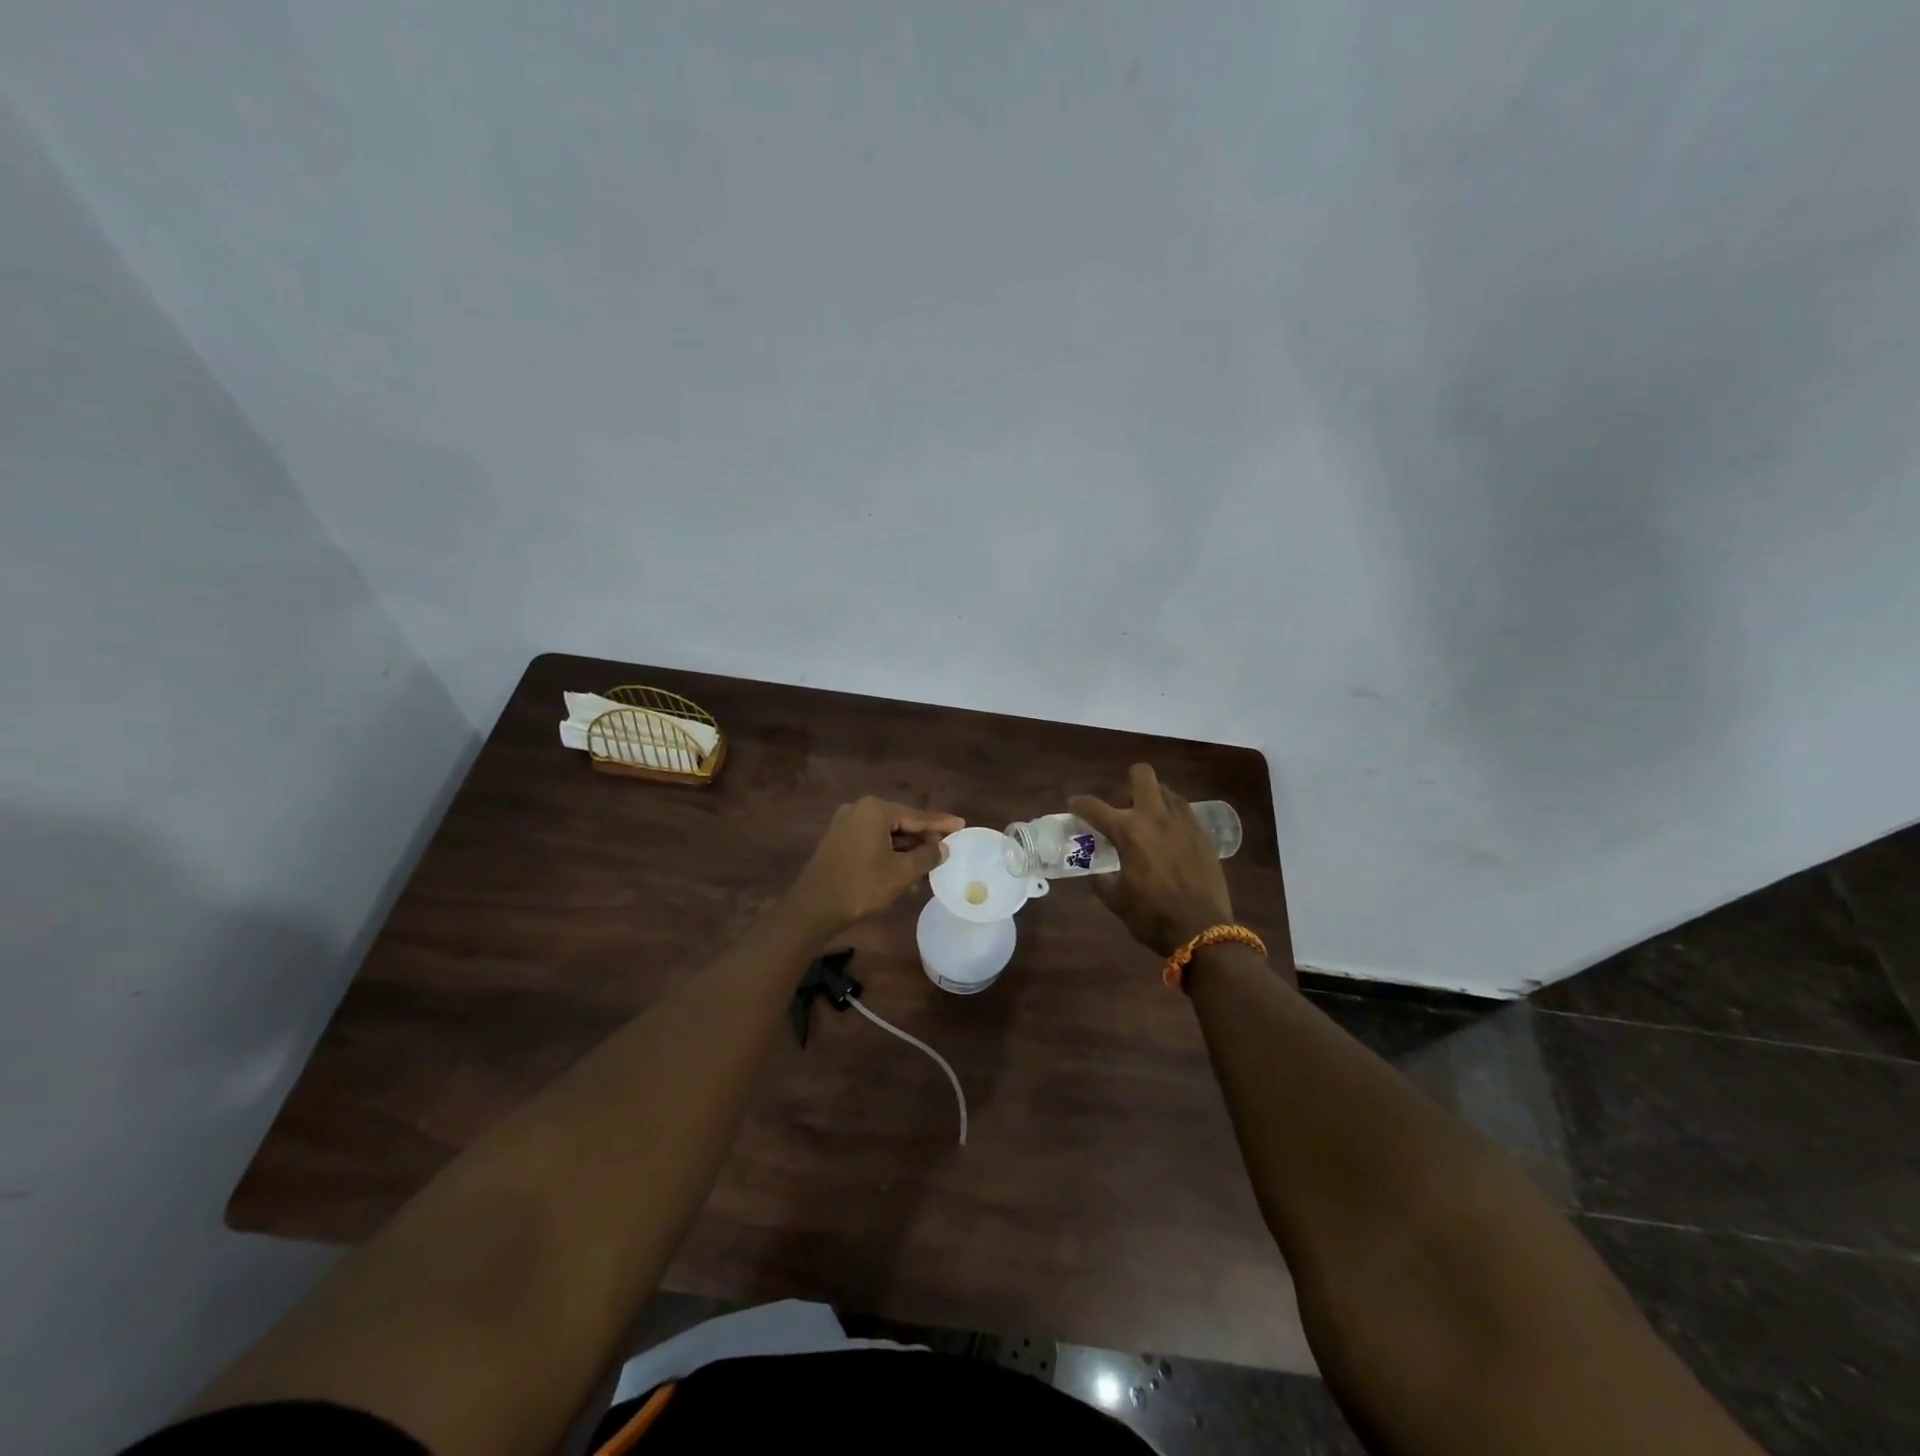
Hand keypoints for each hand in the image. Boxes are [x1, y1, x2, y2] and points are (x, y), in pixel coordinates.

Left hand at [788, 797, 965, 934]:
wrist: (814, 907)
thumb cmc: (862, 886)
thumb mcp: (901, 872)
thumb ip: (927, 855)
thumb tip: (943, 847)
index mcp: (875, 810)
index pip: (917, 816)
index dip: (941, 823)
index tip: (961, 824)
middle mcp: (859, 809)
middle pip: (901, 823)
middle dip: (923, 839)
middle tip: (946, 850)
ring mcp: (845, 824)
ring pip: (887, 834)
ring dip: (907, 850)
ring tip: (929, 867)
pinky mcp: (838, 840)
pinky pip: (872, 841)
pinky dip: (890, 853)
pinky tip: (905, 871)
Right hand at [1070, 764, 1234, 957]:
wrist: (1202, 930)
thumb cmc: (1152, 916)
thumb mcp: (1116, 900)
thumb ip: (1101, 879)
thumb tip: (1097, 872)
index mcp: (1128, 832)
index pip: (1095, 807)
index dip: (1079, 804)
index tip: (1074, 805)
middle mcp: (1155, 817)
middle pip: (1142, 776)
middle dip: (1130, 780)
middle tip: (1125, 801)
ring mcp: (1184, 823)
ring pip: (1167, 791)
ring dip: (1154, 799)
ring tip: (1150, 820)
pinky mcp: (1204, 834)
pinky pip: (1186, 812)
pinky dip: (1174, 817)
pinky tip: (1172, 836)